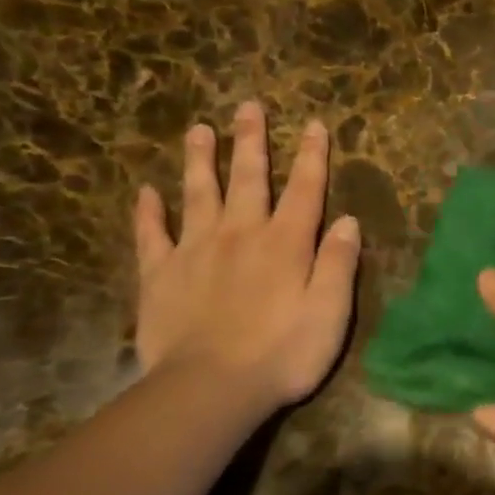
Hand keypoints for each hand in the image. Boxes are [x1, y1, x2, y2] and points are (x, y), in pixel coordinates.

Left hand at [132, 100, 359, 414]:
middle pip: (248, 179)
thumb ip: (339, 263)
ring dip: (200, 160)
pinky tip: (146, 192)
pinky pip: (152, 235)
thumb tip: (348, 220)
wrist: (209, 388)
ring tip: (199, 128)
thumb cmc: (283, 353)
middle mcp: (240, 234)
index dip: (312, 156)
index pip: (304, 189)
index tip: (314, 124)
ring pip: (197, 194)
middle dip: (252, 141)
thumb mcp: (331, 312)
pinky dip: (149, 212)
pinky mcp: (160, 275)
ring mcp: (195, 251)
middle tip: (248, 106)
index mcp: (286, 243)